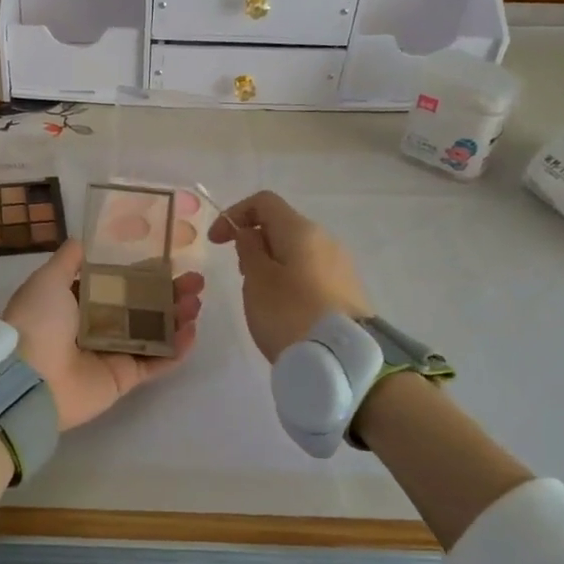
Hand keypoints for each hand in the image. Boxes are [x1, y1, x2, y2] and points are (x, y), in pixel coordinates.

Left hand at [1, 240, 203, 429]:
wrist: (29, 378)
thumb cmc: (39, 321)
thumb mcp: (48, 279)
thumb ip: (69, 259)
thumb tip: (84, 239)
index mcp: (78, 301)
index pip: (119, 282)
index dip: (144, 271)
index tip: (170, 259)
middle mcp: (97, 325)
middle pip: (142, 306)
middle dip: (169, 292)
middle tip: (196, 281)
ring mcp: (112, 352)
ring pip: (154, 331)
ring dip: (177, 316)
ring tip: (196, 302)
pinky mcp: (124, 378)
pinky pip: (155, 362)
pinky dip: (176, 350)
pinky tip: (192, 331)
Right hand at [208, 190, 369, 360]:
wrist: (344, 361)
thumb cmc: (290, 314)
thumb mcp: (257, 280)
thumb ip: (248, 249)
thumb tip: (251, 233)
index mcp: (301, 230)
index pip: (263, 202)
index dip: (234, 214)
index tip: (216, 243)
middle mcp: (325, 239)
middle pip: (281, 226)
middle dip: (253, 242)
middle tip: (240, 274)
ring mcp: (339, 265)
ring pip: (295, 251)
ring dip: (270, 263)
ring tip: (260, 296)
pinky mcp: (346, 290)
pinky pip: (310, 272)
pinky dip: (289, 279)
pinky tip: (284, 309)